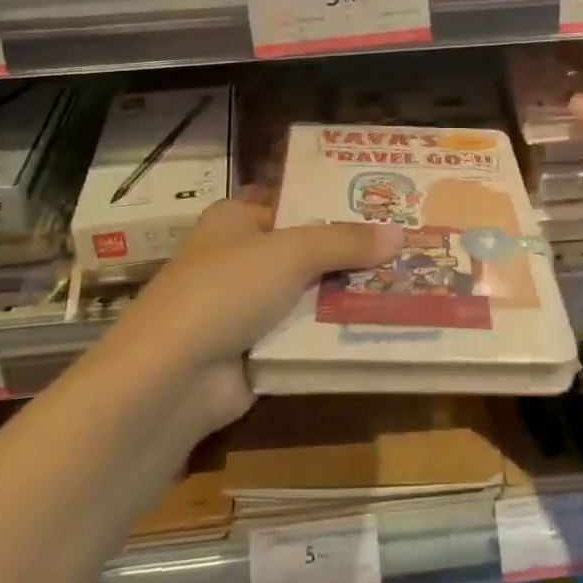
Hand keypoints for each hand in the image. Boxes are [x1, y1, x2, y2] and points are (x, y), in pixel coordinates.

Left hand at [107, 198, 403, 430]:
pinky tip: (382, 327)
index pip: (296, 203)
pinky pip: (304, 335)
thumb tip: (401, 234)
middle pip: (308, 250)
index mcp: (236, 219)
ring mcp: (245, 307)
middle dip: (353, 254)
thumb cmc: (226, 290)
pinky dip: (334, 333)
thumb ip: (345, 242)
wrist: (172, 379)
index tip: (388, 209)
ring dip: (349, 295)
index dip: (338, 205)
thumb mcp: (291, 253)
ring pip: (310, 294)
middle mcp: (240, 257)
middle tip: (410, 249)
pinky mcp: (254, 350)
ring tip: (409, 286)